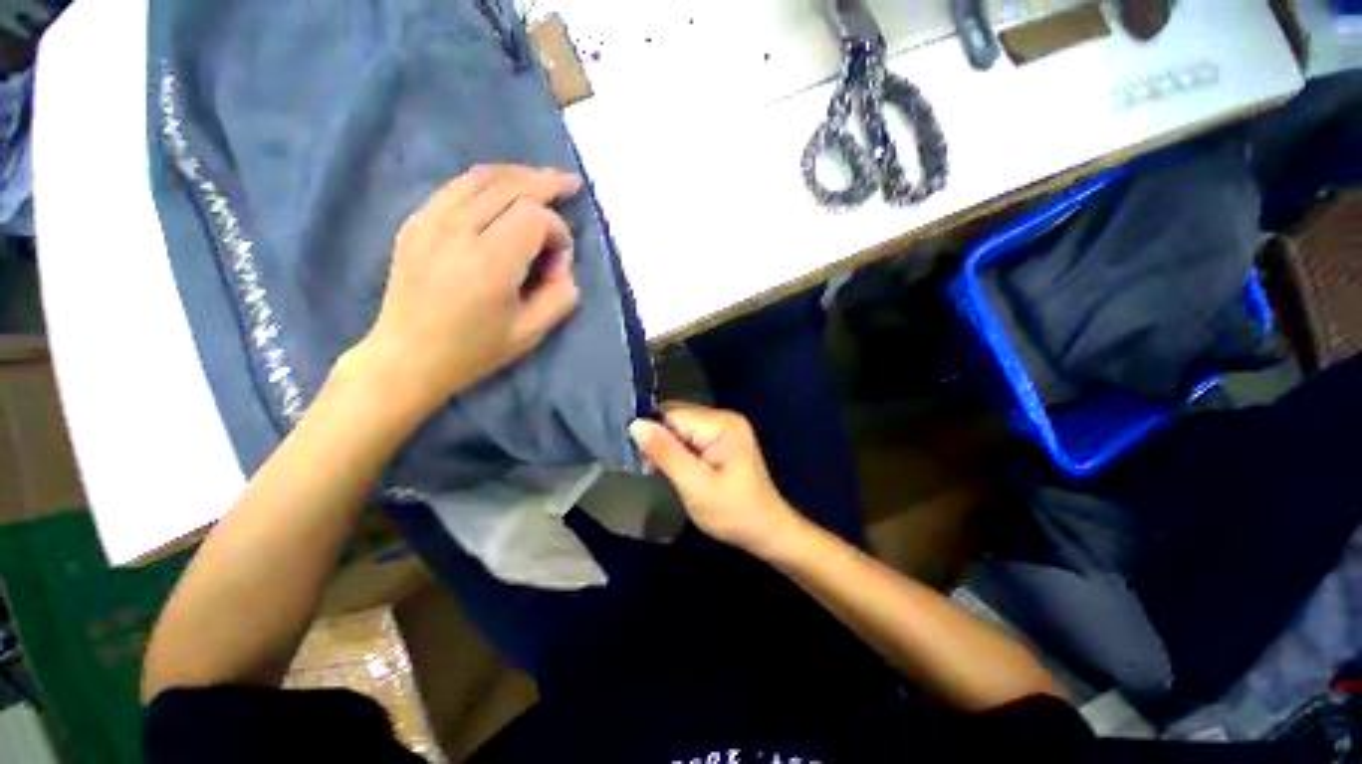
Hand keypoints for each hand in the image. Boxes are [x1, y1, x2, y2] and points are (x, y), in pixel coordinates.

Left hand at [344, 165, 583, 421]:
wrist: (407, 356)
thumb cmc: (474, 350)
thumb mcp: (531, 333)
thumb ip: (561, 296)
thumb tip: (562, 265)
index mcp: (489, 263)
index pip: (534, 218)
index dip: (559, 232)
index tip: (560, 262)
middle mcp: (457, 232)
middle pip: (509, 186)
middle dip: (545, 183)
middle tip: (571, 184)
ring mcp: (430, 221)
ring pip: (481, 177)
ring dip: (518, 175)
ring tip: (543, 178)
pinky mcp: (416, 222)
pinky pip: (457, 186)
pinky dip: (488, 181)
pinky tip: (504, 188)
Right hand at [629, 403, 802, 556]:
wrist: (767, 531)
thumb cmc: (733, 512)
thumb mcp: (695, 485)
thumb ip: (666, 453)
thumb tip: (636, 425)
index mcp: (721, 423)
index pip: (672, 414)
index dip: (653, 434)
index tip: (643, 461)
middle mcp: (724, 417)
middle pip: (677, 418)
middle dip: (660, 441)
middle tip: (652, 470)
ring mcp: (725, 428)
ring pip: (681, 428)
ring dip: (668, 448)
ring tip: (662, 473)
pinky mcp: (722, 440)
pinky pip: (691, 437)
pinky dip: (679, 452)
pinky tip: (677, 470)